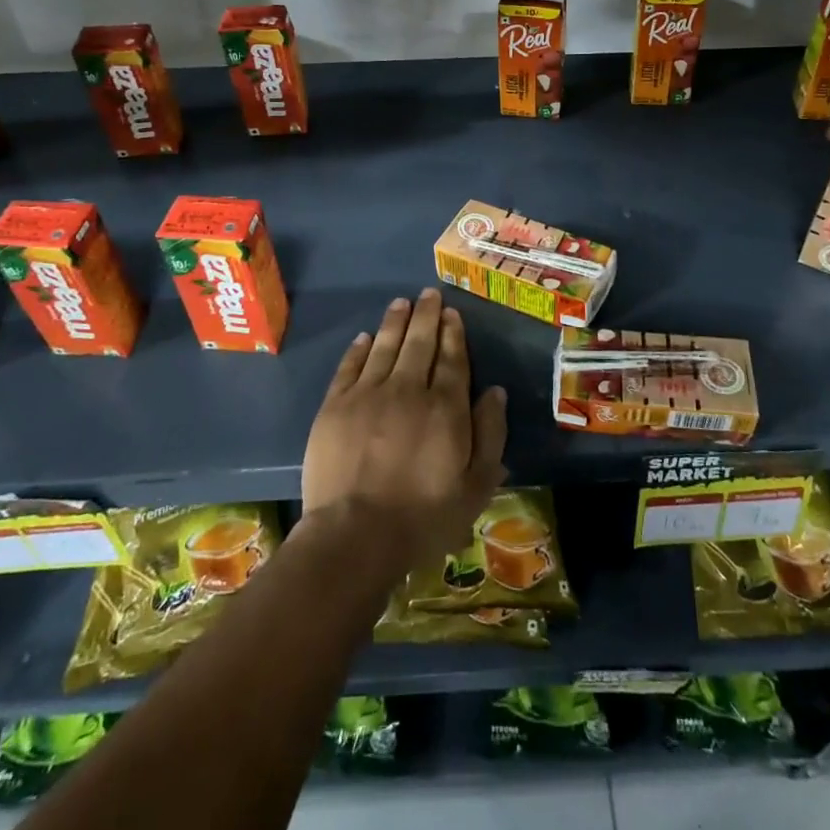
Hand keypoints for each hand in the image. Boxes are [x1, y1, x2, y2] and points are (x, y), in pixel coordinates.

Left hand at [299, 288, 506, 576]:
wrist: (355, 535)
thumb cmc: (423, 517)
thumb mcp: (476, 486)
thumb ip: (490, 434)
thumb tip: (494, 392)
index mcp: (445, 407)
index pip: (452, 359)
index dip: (453, 333)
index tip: (452, 313)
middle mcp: (408, 389)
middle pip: (419, 343)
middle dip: (426, 316)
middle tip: (429, 294)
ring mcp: (367, 394)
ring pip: (385, 346)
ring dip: (395, 322)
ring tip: (402, 302)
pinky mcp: (335, 406)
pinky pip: (349, 367)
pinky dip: (359, 348)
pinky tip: (366, 337)